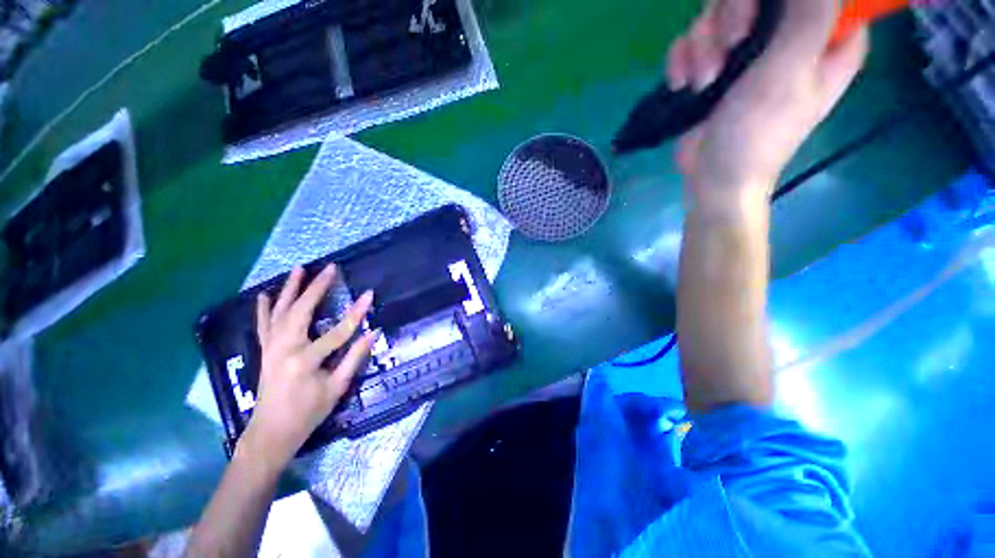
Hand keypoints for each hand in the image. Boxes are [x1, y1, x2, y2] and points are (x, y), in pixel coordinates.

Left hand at [238, 264, 376, 468]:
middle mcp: (284, 349)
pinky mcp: (265, 351)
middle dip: (317, 288)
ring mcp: (271, 348)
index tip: (369, 294)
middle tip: (330, 269)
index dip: (357, 312)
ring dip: (290, 289)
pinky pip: (263, 325)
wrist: (271, 433)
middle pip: (302, 311)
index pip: (338, 331)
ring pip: (280, 312)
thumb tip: (373, 332)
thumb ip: (355, 357)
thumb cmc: (308, 413)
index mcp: (305, 361)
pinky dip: (264, 308)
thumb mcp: (337, 387)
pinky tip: (265, 294)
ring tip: (299, 269)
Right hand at [668, 0, 867, 211]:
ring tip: (703, 82)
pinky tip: (684, 84)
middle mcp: (789, 35)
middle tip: (729, 48)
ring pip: (719, 12)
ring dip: (702, 46)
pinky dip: (683, 60)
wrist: (712, 177)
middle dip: (732, 16)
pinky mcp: (714, 66)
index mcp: (827, 36)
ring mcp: (749, 50)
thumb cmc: (758, 135)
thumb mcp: (789, 73)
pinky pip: (693, 39)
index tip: (759, 18)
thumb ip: (809, 18)